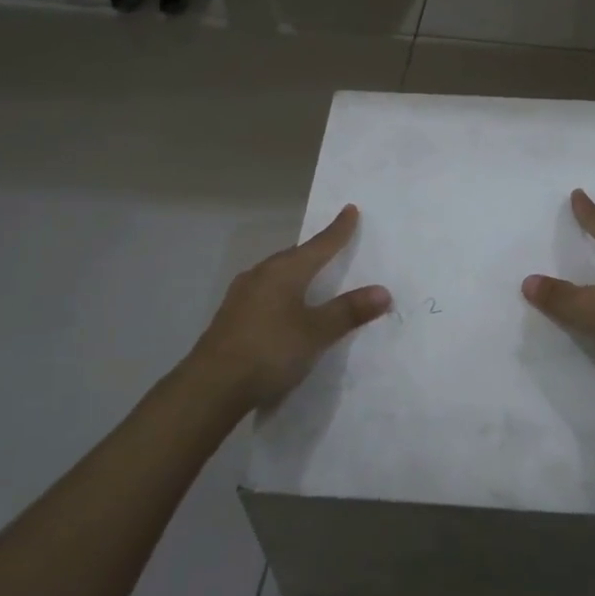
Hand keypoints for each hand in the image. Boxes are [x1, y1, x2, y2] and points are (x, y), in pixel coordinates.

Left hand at [185, 205, 391, 409]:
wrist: (211, 386)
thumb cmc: (270, 351)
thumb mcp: (316, 333)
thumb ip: (348, 311)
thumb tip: (383, 291)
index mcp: (284, 271)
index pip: (319, 244)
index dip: (338, 229)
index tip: (350, 209)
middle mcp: (261, 274)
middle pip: (295, 256)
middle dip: (315, 251)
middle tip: (333, 246)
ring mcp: (242, 294)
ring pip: (276, 274)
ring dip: (295, 272)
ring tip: (311, 277)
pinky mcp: (232, 315)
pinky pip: (265, 291)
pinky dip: (281, 292)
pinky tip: (283, 307)